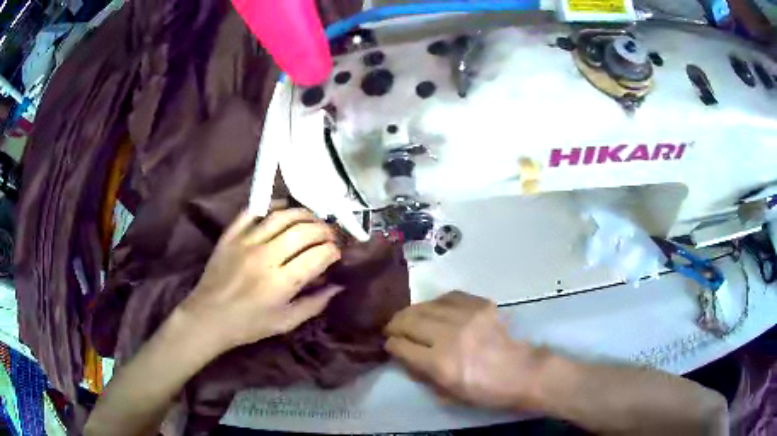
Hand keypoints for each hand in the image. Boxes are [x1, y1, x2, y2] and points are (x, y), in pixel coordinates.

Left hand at [179, 209, 342, 351]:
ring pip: (282, 216)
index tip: (336, 253)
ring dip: (304, 214)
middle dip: (325, 230)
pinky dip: (272, 205)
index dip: (333, 251)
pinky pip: (253, 211)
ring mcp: (246, 242)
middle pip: (304, 231)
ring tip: (314, 219)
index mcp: (282, 282)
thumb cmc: (249, 325)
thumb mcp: (286, 322)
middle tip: (330, 235)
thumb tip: (338, 286)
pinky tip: (284, 208)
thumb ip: (315, 304)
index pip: (318, 255)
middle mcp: (266, 257)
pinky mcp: (231, 235)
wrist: (208, 317)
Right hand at [384, 291, 546, 409]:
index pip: (401, 346)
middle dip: (395, 324)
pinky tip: (435, 308)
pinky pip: (450, 296)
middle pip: (409, 321)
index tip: (389, 344)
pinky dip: (437, 302)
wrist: (521, 372)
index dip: (391, 345)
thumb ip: (421, 374)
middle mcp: (449, 335)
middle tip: (392, 328)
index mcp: (440, 364)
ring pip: (427, 305)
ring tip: (409, 317)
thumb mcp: (447, 394)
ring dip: (412, 311)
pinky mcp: (481, 305)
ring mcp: (467, 316)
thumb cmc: (484, 391)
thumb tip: (403, 356)